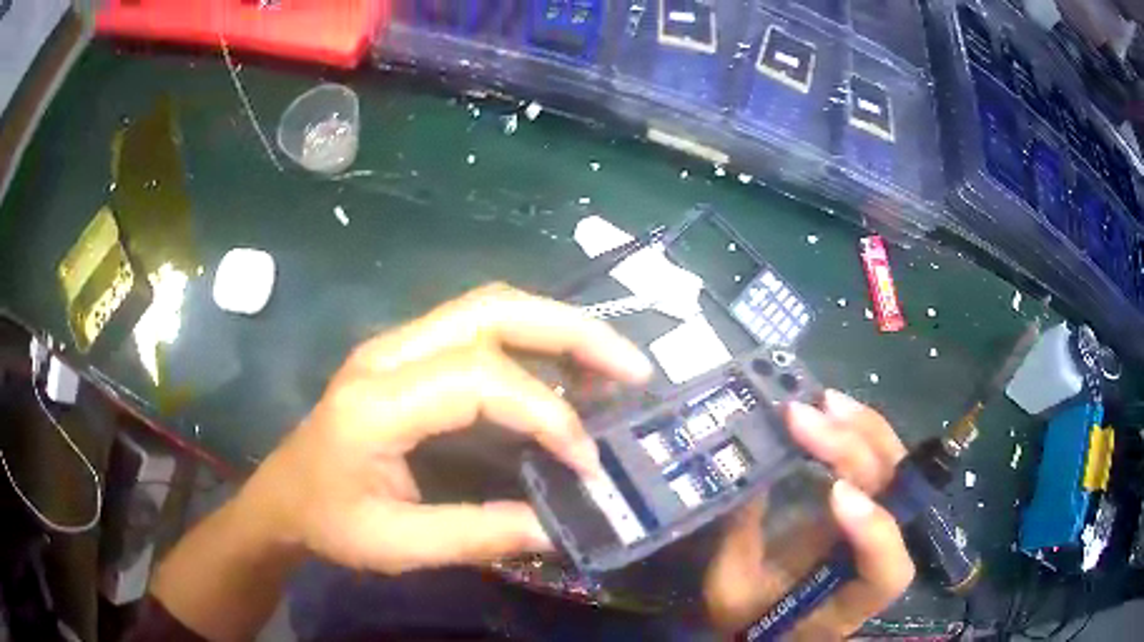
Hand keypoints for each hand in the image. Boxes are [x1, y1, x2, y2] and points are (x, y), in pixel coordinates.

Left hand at [238, 283, 653, 573]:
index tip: (586, 459)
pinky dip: (533, 342)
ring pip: (490, 307)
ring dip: (558, 328)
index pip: (478, 379)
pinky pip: (480, 329)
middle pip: (491, 309)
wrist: (281, 497)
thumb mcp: (396, 545)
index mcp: (375, 401)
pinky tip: (564, 371)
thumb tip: (556, 526)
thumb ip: (475, 536)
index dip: (546, 412)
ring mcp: (396, 346)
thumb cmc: (328, 521)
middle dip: (572, 331)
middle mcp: (388, 354)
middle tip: (632, 367)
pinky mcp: (407, 355)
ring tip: (612, 364)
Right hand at [704, 391, 914, 639]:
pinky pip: (877, 458)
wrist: (771, 615)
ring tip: (823, 402)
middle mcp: (879, 555)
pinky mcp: (868, 497)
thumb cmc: (751, 613)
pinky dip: (859, 429)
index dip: (874, 531)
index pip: (887, 570)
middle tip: (808, 418)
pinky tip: (832, 407)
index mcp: (851, 598)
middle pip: (894, 498)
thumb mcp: (734, 588)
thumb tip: (748, 474)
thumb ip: (742, 541)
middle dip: (854, 452)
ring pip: (895, 469)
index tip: (833, 494)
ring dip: (863, 429)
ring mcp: (879, 519)